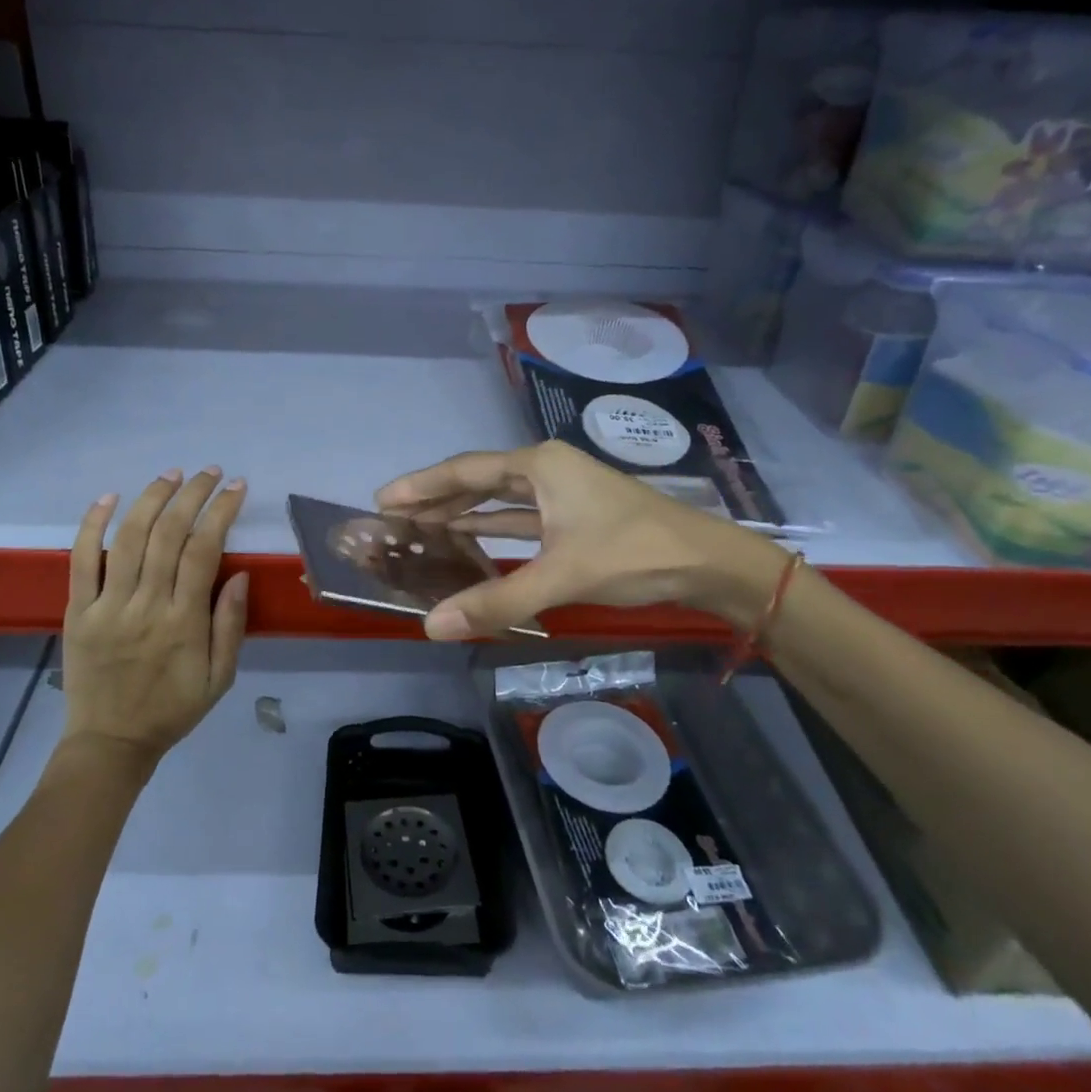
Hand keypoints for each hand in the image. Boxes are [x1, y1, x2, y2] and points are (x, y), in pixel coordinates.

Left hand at [60, 467, 249, 766]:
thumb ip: (230, 625)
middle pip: (168, 535)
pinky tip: (109, 497)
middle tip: (208, 472)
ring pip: (129, 538)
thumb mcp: (220, 678)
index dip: (221, 513)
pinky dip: (92, 525)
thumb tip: (238, 574)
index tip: (236, 488)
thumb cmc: (173, 709)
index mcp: (184, 622)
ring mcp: (108, 606)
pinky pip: (81, 560)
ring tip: (171, 475)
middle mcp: (146, 605)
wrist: (111, 743)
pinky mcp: (78, 611)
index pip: (204, 551)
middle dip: (192, 495)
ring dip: (152, 499)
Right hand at [375, 440, 784, 638]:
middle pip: (478, 481)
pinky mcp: (573, 517)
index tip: (383, 499)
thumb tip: (432, 625)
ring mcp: (562, 493)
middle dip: (437, 498)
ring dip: (462, 514)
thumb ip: (498, 601)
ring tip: (420, 529)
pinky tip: (468, 541)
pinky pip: (519, 519)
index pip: (466, 471)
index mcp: (540, 465)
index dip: (422, 485)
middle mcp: (547, 470)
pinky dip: (492, 530)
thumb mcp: (563, 576)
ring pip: (499, 500)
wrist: (707, 562)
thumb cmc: (634, 553)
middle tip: (393, 518)